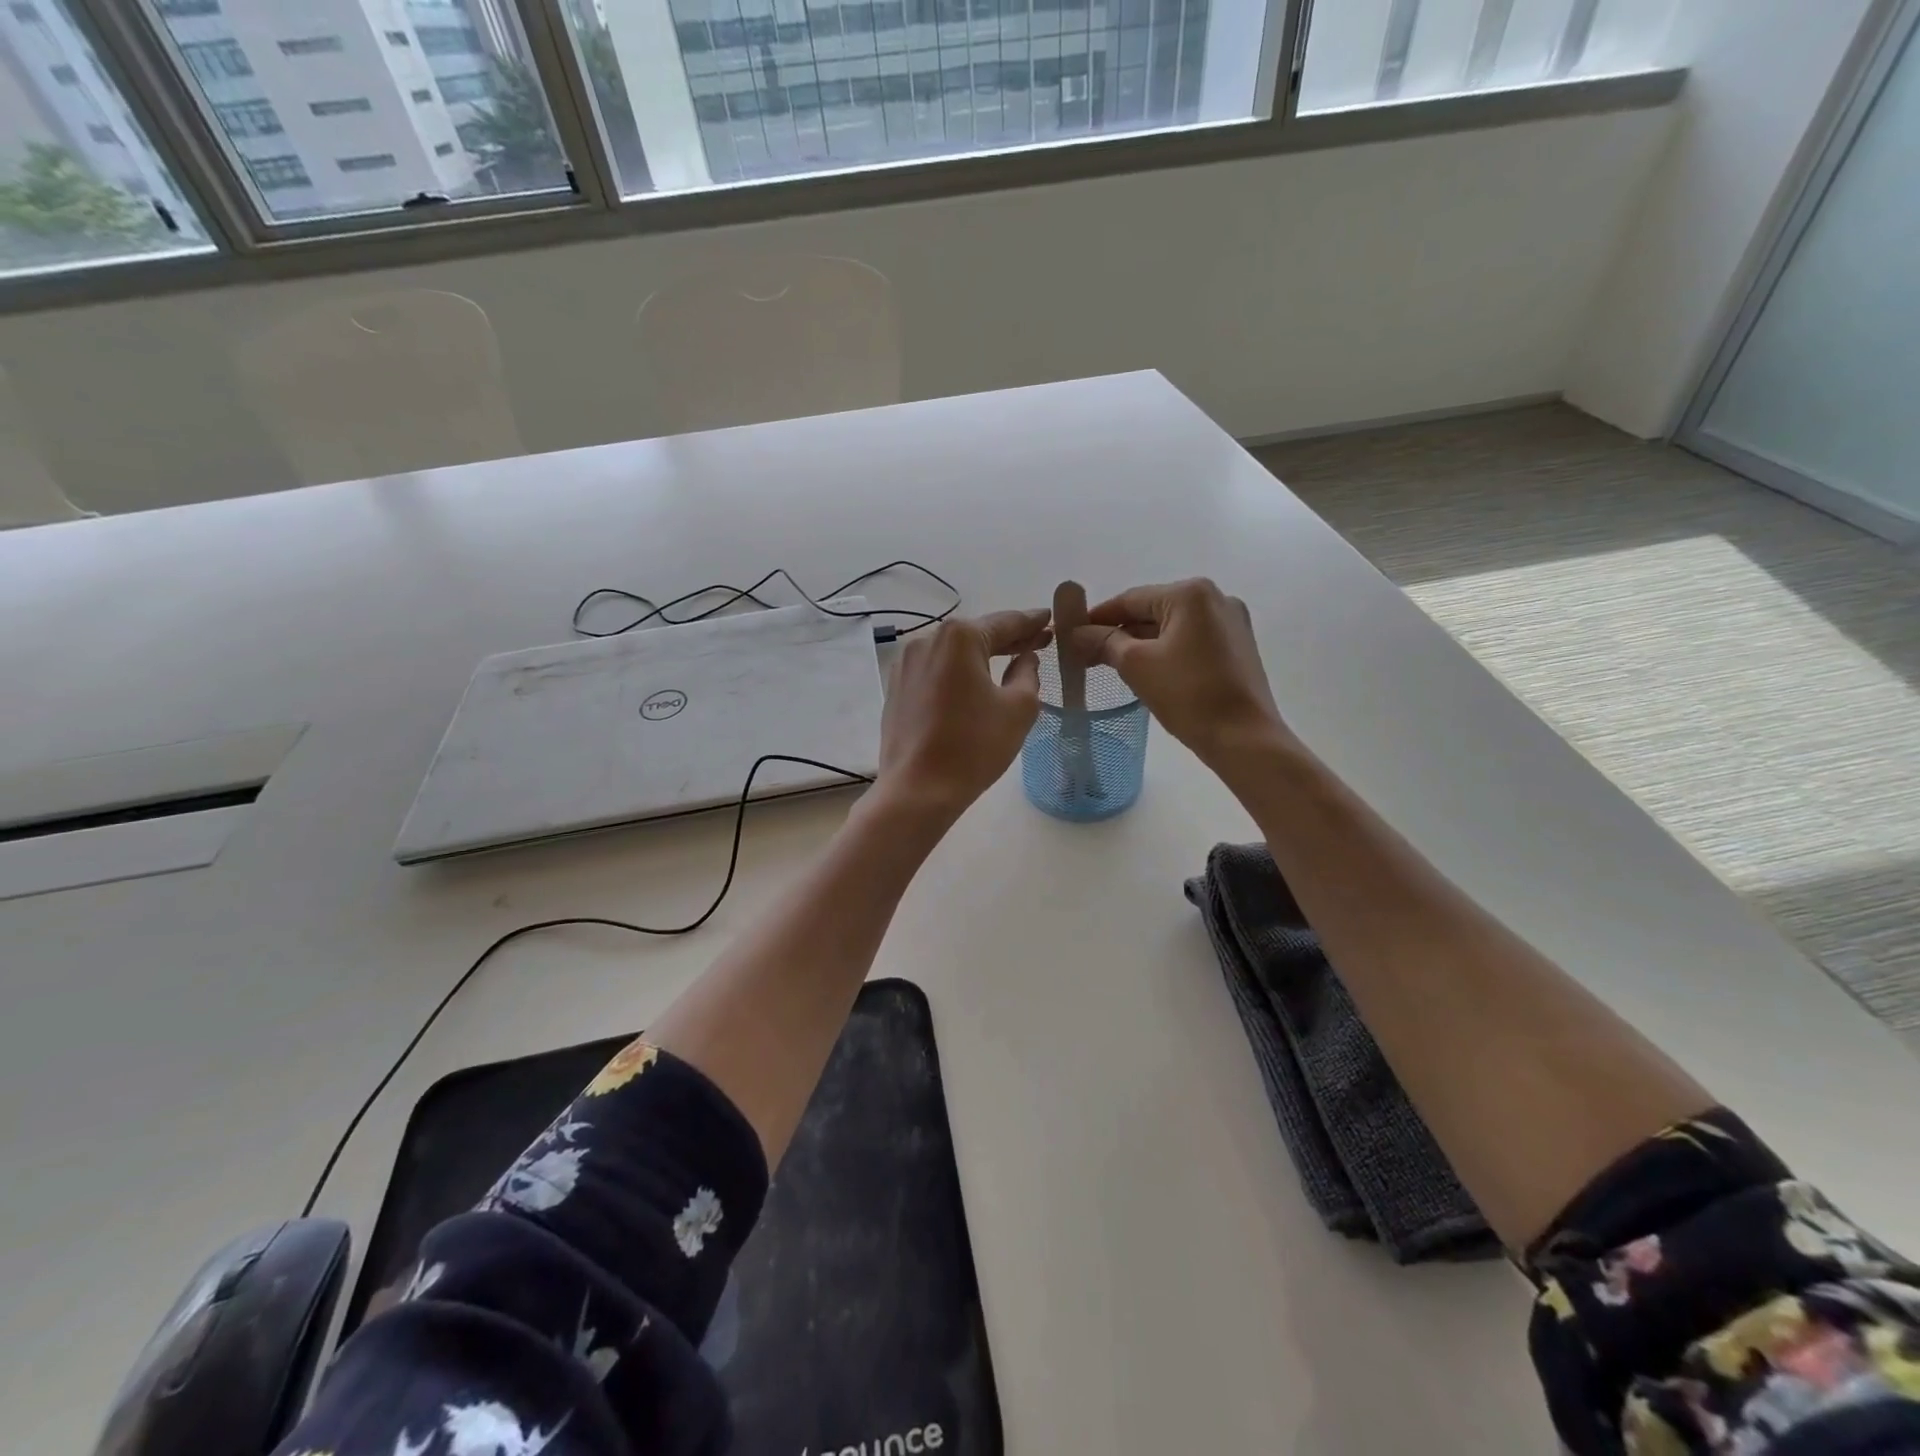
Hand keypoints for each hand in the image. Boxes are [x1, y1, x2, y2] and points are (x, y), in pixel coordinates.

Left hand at [875, 610, 1051, 821]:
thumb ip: (1029, 673)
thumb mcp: (1019, 708)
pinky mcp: (896, 687)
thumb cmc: (974, 747)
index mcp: (960, 638)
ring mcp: (906, 664)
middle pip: (978, 634)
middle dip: (1009, 639)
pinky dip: (958, 673)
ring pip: (954, 653)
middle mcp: (927, 640)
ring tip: (1009, 662)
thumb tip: (1026, 658)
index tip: (1050, 619)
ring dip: (982, 656)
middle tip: (1039, 642)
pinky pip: (936, 671)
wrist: (917, 790)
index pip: (1006, 622)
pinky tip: (973, 684)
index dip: (1032, 622)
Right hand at [1069, 579, 1288, 766]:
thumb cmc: (1188, 695)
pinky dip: (1165, 651)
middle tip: (1086, 655)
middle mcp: (1216, 598)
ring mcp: (1231, 623)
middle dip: (1119, 632)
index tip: (1070, 635)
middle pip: (1152, 610)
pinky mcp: (1237, 647)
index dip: (1097, 617)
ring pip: (1171, 627)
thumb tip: (1076, 633)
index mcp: (1191, 593)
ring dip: (1140, 643)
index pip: (1131, 599)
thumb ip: (1103, 642)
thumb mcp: (1136, 665)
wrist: (1243, 738)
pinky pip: (1190, 641)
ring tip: (1111, 666)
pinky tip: (1147, 671)